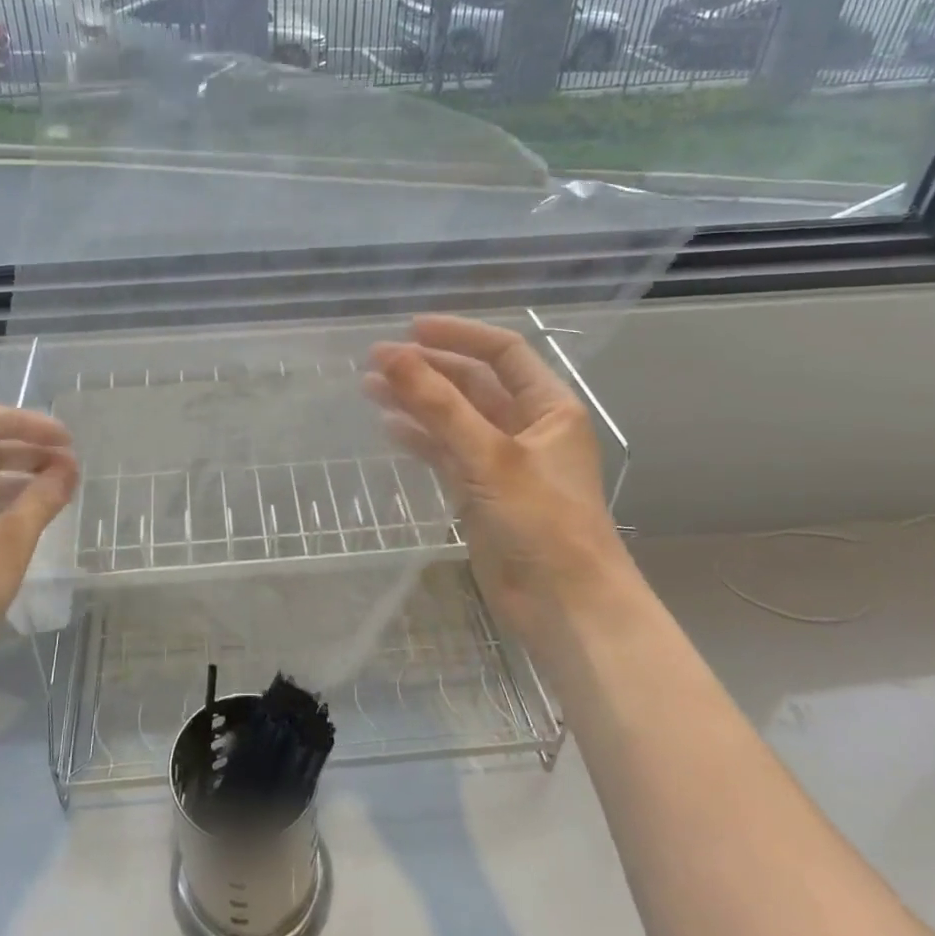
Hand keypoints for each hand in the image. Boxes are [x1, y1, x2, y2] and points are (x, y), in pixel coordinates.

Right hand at [366, 316, 634, 645]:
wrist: (565, 606)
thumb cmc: (542, 522)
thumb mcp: (491, 456)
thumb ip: (439, 405)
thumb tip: (392, 356)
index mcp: (549, 407)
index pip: (502, 352)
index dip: (458, 335)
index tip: (410, 329)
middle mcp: (527, 427)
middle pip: (473, 383)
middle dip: (428, 369)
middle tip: (376, 360)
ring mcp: (502, 462)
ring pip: (454, 418)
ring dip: (416, 401)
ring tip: (369, 387)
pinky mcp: (481, 493)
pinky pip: (446, 453)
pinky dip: (420, 439)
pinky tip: (389, 427)